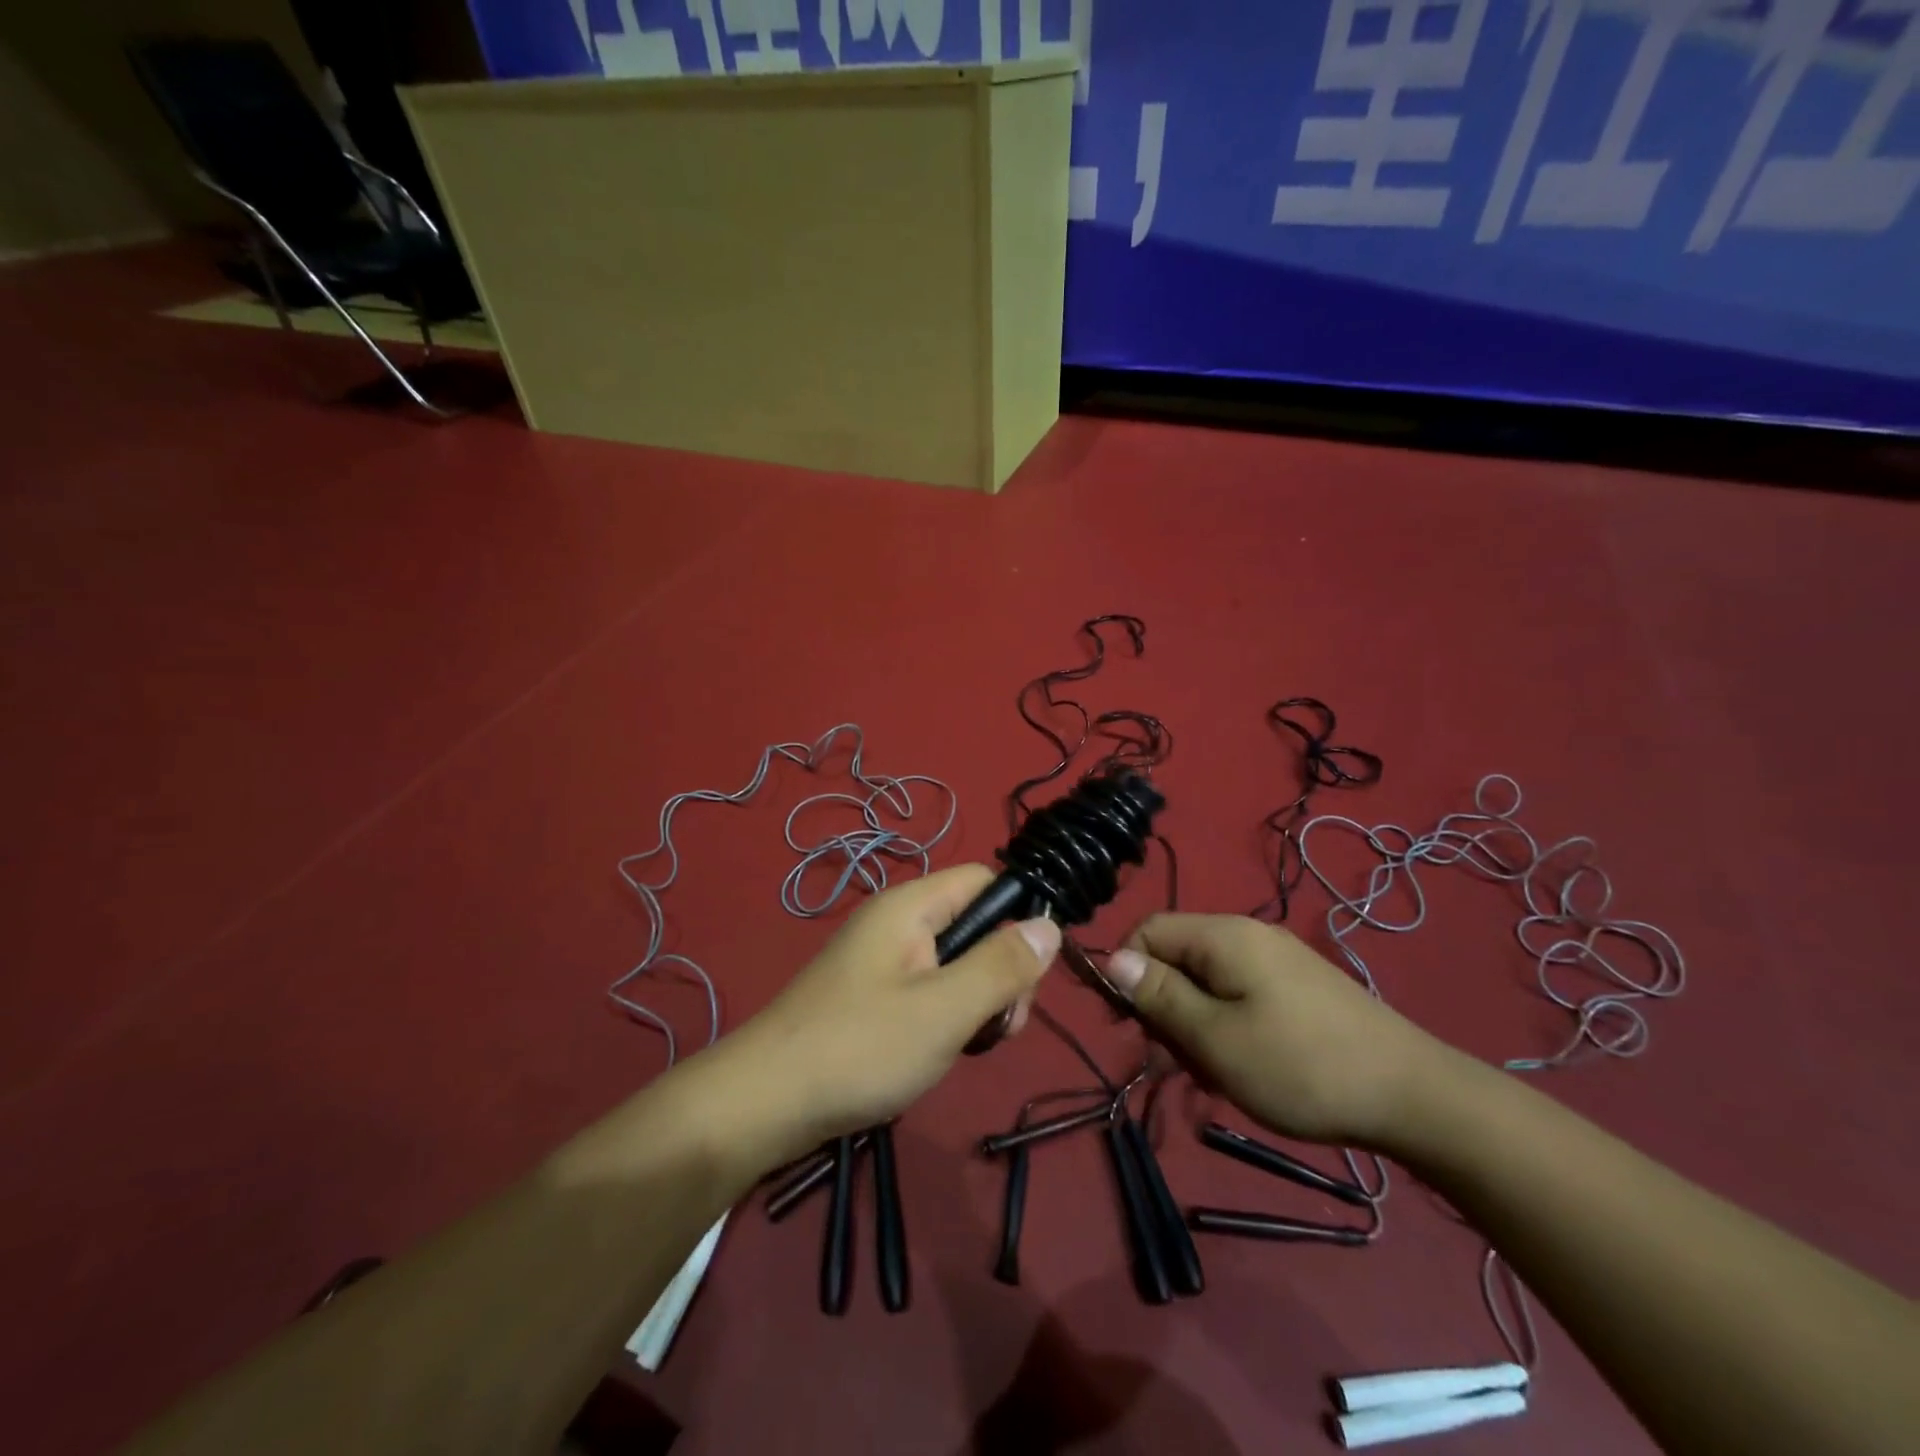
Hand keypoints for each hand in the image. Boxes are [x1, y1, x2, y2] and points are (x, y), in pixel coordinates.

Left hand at [721, 865, 1058, 1158]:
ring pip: (955, 964)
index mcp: (912, 906)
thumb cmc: (860, 1048)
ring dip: (975, 1002)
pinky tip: (939, 1054)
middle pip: (975, 925)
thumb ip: (1002, 967)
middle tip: (1000, 1028)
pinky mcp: (872, 994)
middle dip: (1000, 973)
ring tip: (968, 1047)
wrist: (765, 1102)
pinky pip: (928, 989)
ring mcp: (882, 959)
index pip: (986, 882)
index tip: (1028, 977)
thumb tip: (1050, 925)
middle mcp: (897, 922)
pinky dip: (946, 1018)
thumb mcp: (945, 1010)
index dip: (1018, 918)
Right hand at [1105, 913, 1450, 1148]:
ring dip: (1195, 1026)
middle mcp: (1248, 936)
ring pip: (1208, 983)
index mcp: (1224, 936)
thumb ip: (1159, 996)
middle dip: (1164, 1008)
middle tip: (1173, 1063)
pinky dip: (1227, 1029)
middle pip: (1177, 958)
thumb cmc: (1300, 1067)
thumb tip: (1112, 960)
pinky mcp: (1299, 988)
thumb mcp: (1214, 1038)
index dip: (1126, 971)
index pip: (1149, 931)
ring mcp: (1278, 961)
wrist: (1414, 1097)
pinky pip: (1240, 997)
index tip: (1127, 1026)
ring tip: (1211, 1077)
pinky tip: (1242, 1071)